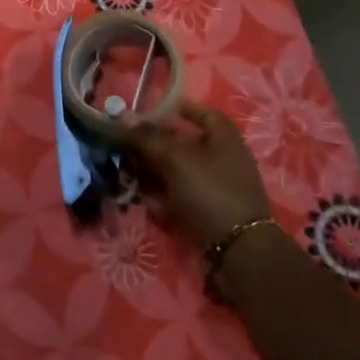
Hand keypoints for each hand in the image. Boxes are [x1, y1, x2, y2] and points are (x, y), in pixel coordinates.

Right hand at [124, 102, 273, 249]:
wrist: (237, 250)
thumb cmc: (209, 191)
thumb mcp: (175, 159)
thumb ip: (147, 136)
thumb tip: (122, 114)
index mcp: (223, 137)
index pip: (199, 112)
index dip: (174, 109)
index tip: (147, 112)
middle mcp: (221, 158)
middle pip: (180, 145)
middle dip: (150, 148)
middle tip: (125, 151)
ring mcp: (215, 187)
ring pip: (175, 173)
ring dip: (151, 175)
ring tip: (131, 181)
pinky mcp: (207, 211)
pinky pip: (179, 197)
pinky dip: (162, 199)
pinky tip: (150, 205)